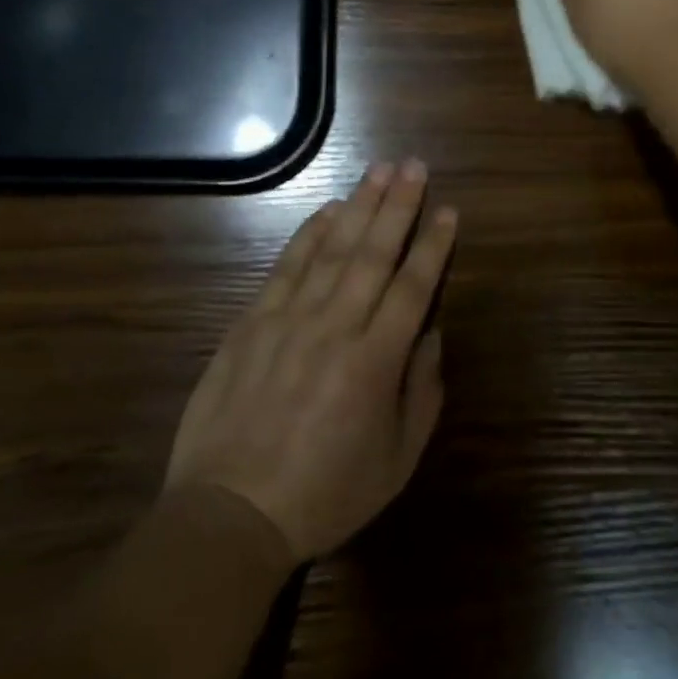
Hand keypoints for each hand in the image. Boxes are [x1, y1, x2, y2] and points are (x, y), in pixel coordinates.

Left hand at [164, 161, 455, 562]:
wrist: (230, 513)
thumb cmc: (325, 493)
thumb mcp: (397, 461)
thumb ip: (422, 392)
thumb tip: (430, 334)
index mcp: (376, 361)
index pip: (413, 287)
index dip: (433, 245)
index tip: (448, 209)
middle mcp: (336, 327)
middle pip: (374, 253)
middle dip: (398, 205)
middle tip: (415, 165)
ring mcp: (290, 319)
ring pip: (333, 248)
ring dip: (359, 205)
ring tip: (380, 170)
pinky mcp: (252, 321)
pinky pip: (287, 265)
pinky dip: (309, 232)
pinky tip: (328, 209)